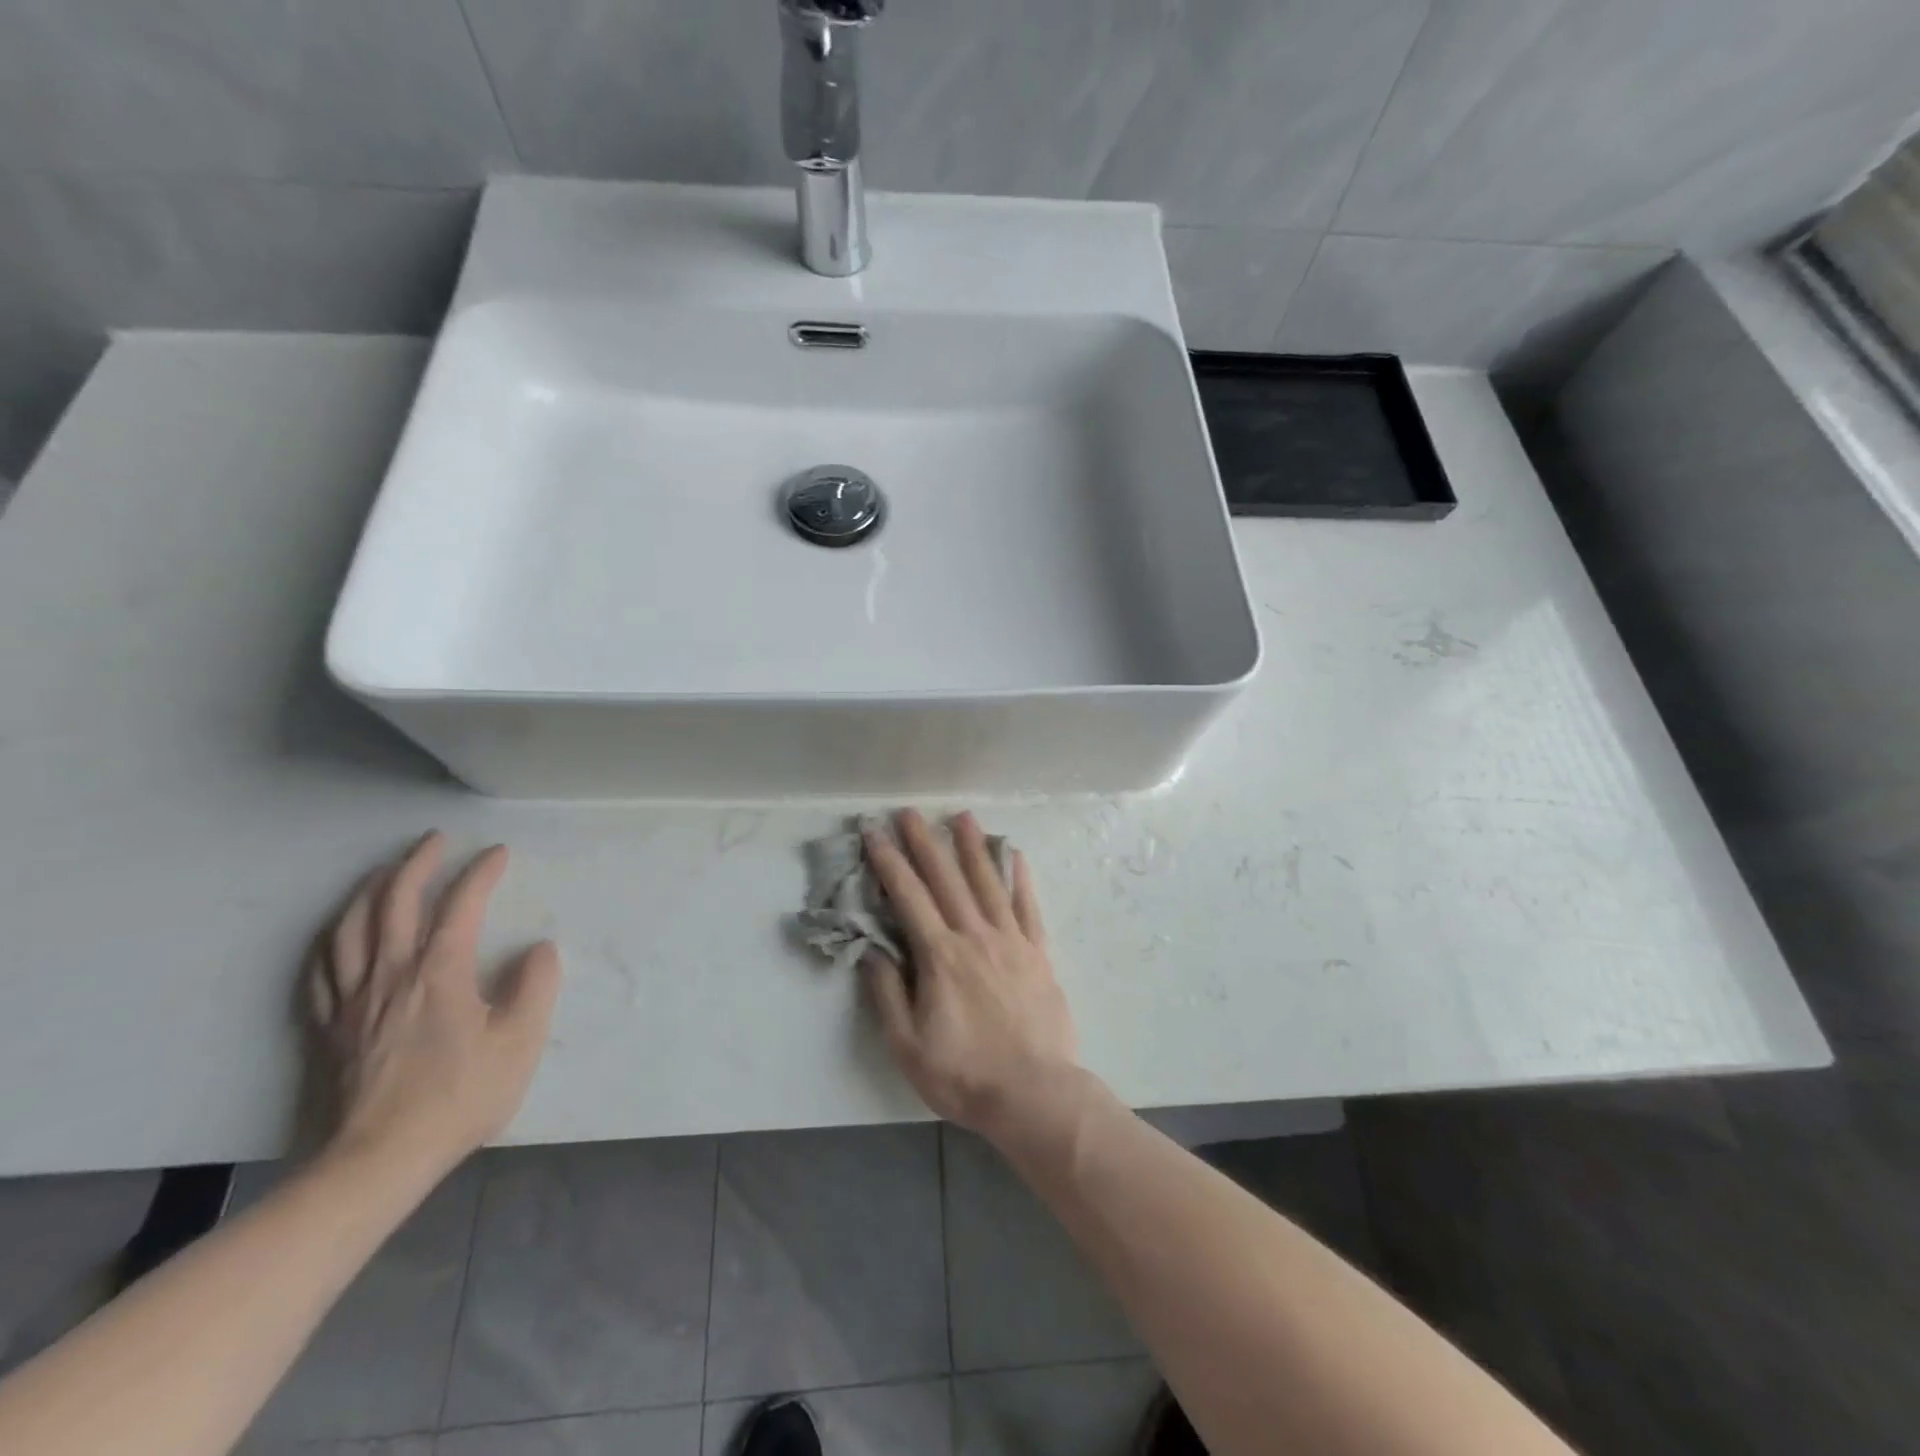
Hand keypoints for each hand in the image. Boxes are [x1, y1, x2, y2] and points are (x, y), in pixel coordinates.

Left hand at [307, 832, 560, 1179]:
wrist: (380, 1159)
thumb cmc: (460, 1096)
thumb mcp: (521, 1041)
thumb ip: (536, 986)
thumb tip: (539, 949)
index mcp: (440, 972)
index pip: (461, 904)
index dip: (481, 872)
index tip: (499, 853)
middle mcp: (391, 973)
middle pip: (394, 901)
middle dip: (417, 863)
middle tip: (436, 840)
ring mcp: (353, 999)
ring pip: (350, 927)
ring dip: (369, 890)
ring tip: (385, 872)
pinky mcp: (330, 1026)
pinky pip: (321, 969)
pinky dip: (331, 938)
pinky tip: (340, 932)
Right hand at [862, 810, 1080, 1145]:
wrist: (1034, 1094)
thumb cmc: (963, 1074)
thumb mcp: (907, 1044)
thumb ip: (889, 992)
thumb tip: (873, 949)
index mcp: (940, 956)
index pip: (908, 897)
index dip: (888, 862)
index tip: (874, 833)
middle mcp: (975, 936)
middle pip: (946, 879)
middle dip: (924, 842)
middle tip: (909, 812)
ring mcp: (1011, 940)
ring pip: (988, 882)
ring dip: (972, 847)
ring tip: (962, 816)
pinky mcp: (1038, 953)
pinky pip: (1028, 906)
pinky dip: (1020, 877)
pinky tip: (1015, 854)